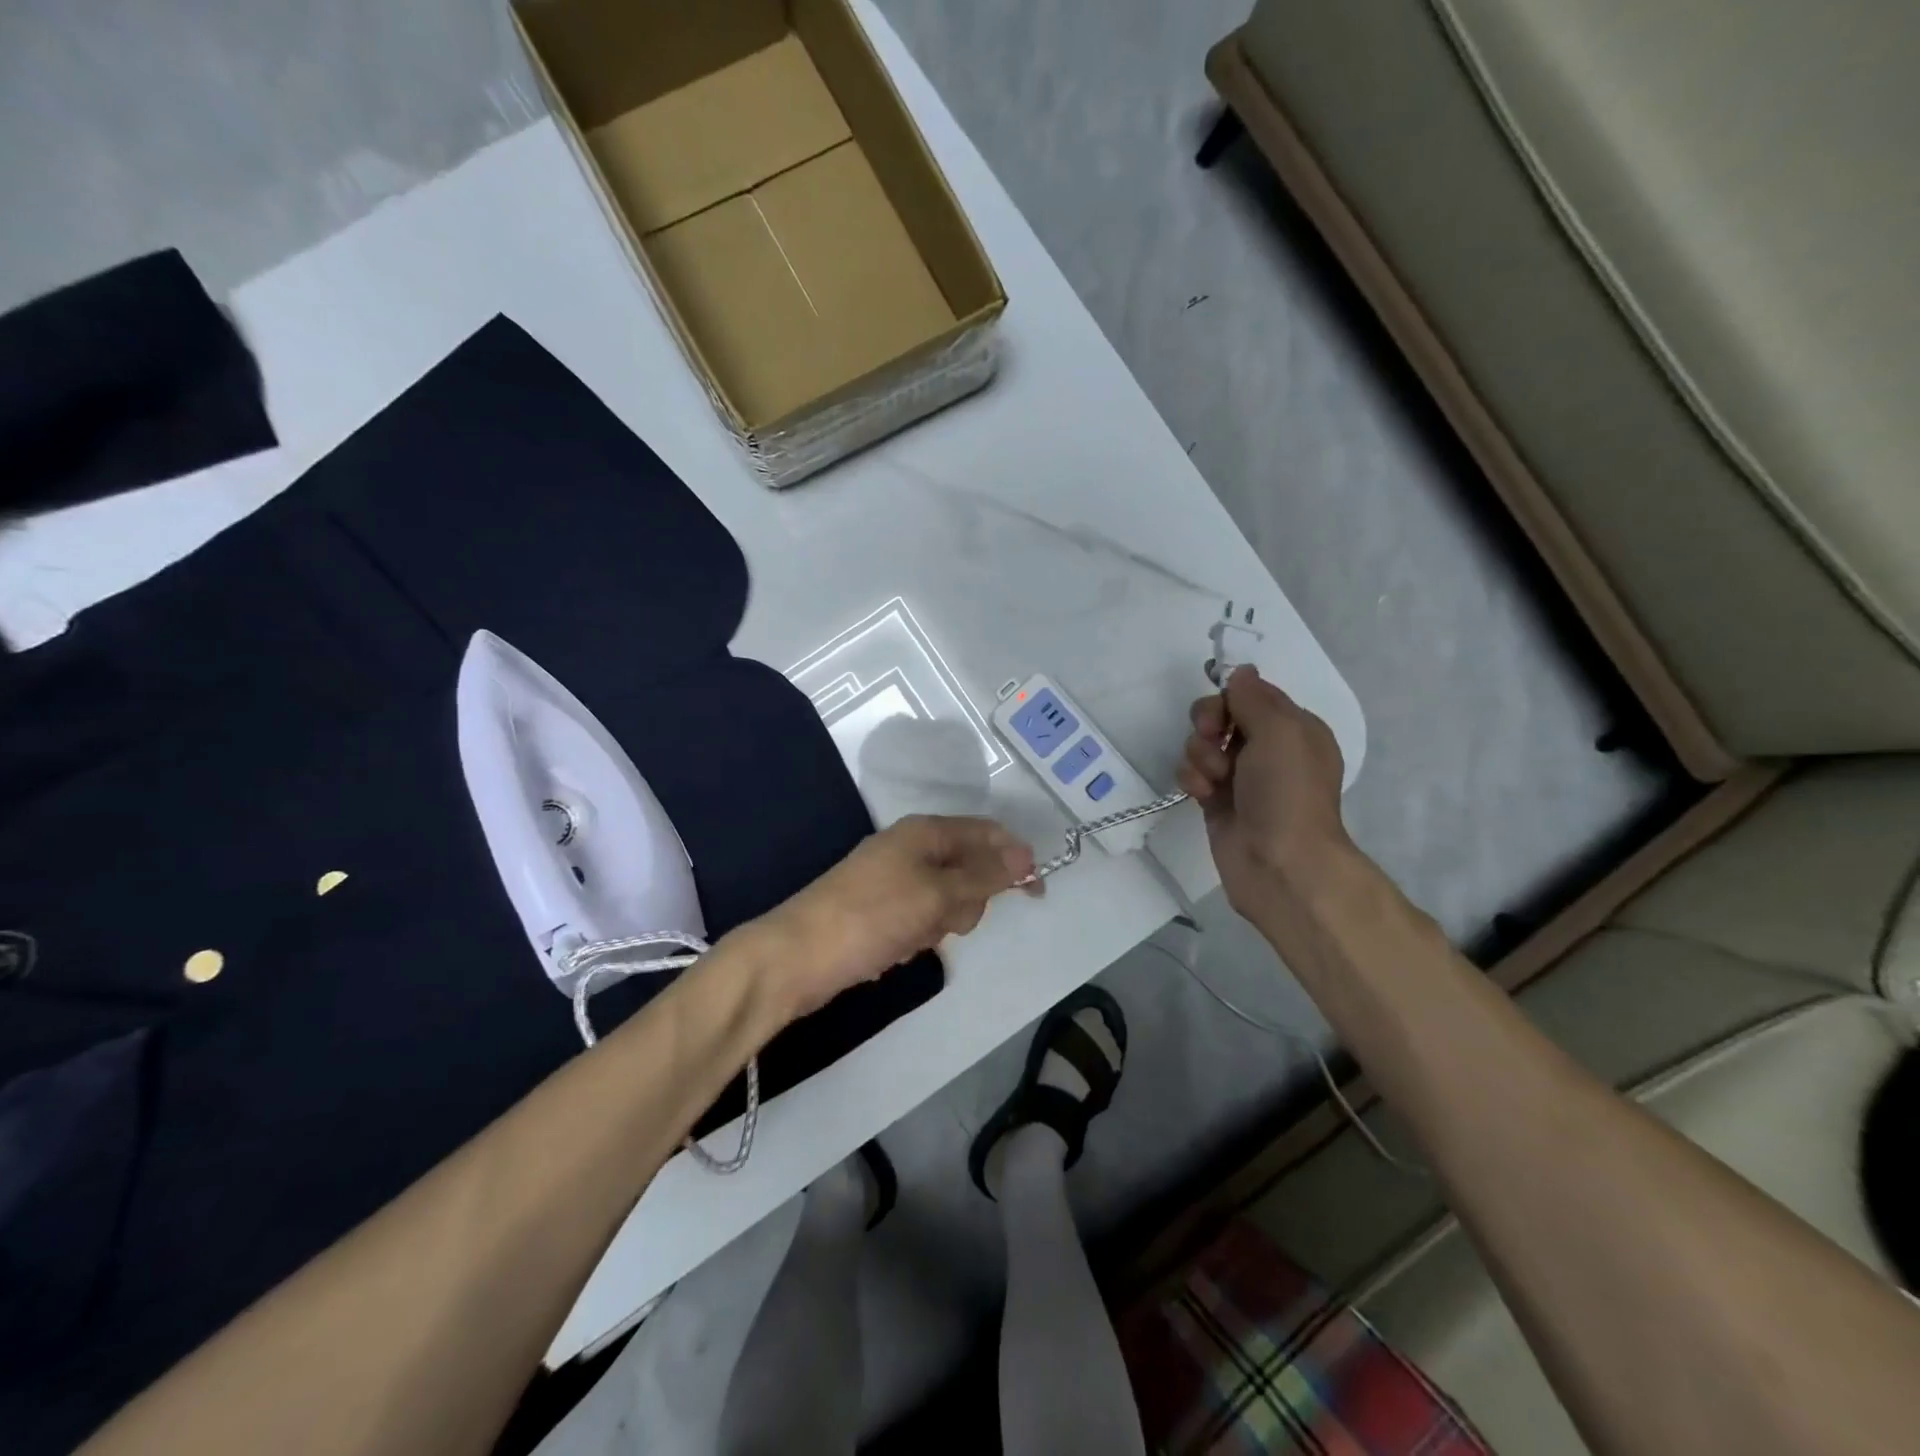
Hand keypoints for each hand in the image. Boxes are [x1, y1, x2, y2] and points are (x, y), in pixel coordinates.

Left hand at [747, 816, 1035, 1022]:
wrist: (797, 957)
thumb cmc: (872, 916)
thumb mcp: (937, 893)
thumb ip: (984, 874)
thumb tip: (1026, 854)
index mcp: (925, 831)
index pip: (986, 833)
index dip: (1015, 859)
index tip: (1036, 893)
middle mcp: (911, 848)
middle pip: (969, 869)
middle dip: (967, 901)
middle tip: (943, 918)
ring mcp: (894, 880)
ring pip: (947, 900)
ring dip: (940, 924)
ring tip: (911, 936)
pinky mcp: (882, 911)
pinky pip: (921, 920)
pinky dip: (917, 937)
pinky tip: (895, 949)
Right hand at [1177, 666, 1350, 926]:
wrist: (1280, 862)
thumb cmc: (1286, 791)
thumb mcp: (1280, 730)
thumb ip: (1254, 697)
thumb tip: (1241, 673)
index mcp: (1294, 729)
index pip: (1251, 695)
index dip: (1230, 698)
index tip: (1223, 710)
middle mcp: (1268, 750)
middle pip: (1221, 716)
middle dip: (1209, 724)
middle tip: (1214, 740)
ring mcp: (1241, 777)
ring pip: (1202, 745)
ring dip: (1200, 755)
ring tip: (1214, 779)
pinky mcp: (1216, 801)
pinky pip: (1193, 774)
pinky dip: (1192, 779)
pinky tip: (1202, 794)